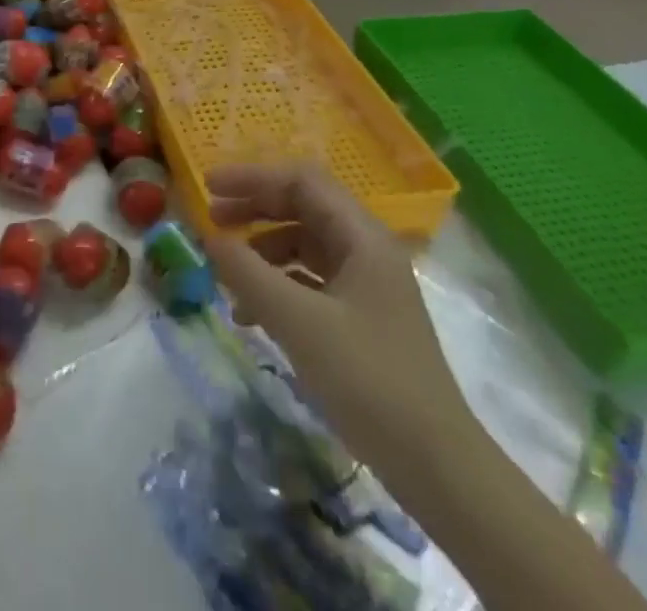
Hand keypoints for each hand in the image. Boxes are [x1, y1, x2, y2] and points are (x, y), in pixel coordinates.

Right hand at [208, 165, 646, 610]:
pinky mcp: (361, 319)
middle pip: (302, 208)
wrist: (438, 468)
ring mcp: (366, 285)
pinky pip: (310, 283)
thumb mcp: (299, 323)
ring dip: (262, 251)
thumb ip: (248, 274)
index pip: (301, 181)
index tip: (208, 187)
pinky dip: (277, 286)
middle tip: (211, 220)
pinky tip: (250, 314)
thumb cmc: (369, 381)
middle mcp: (367, 250)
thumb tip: (209, 238)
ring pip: (304, 245)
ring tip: (227, 274)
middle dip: (254, 209)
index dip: (252, 177)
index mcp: (363, 236)